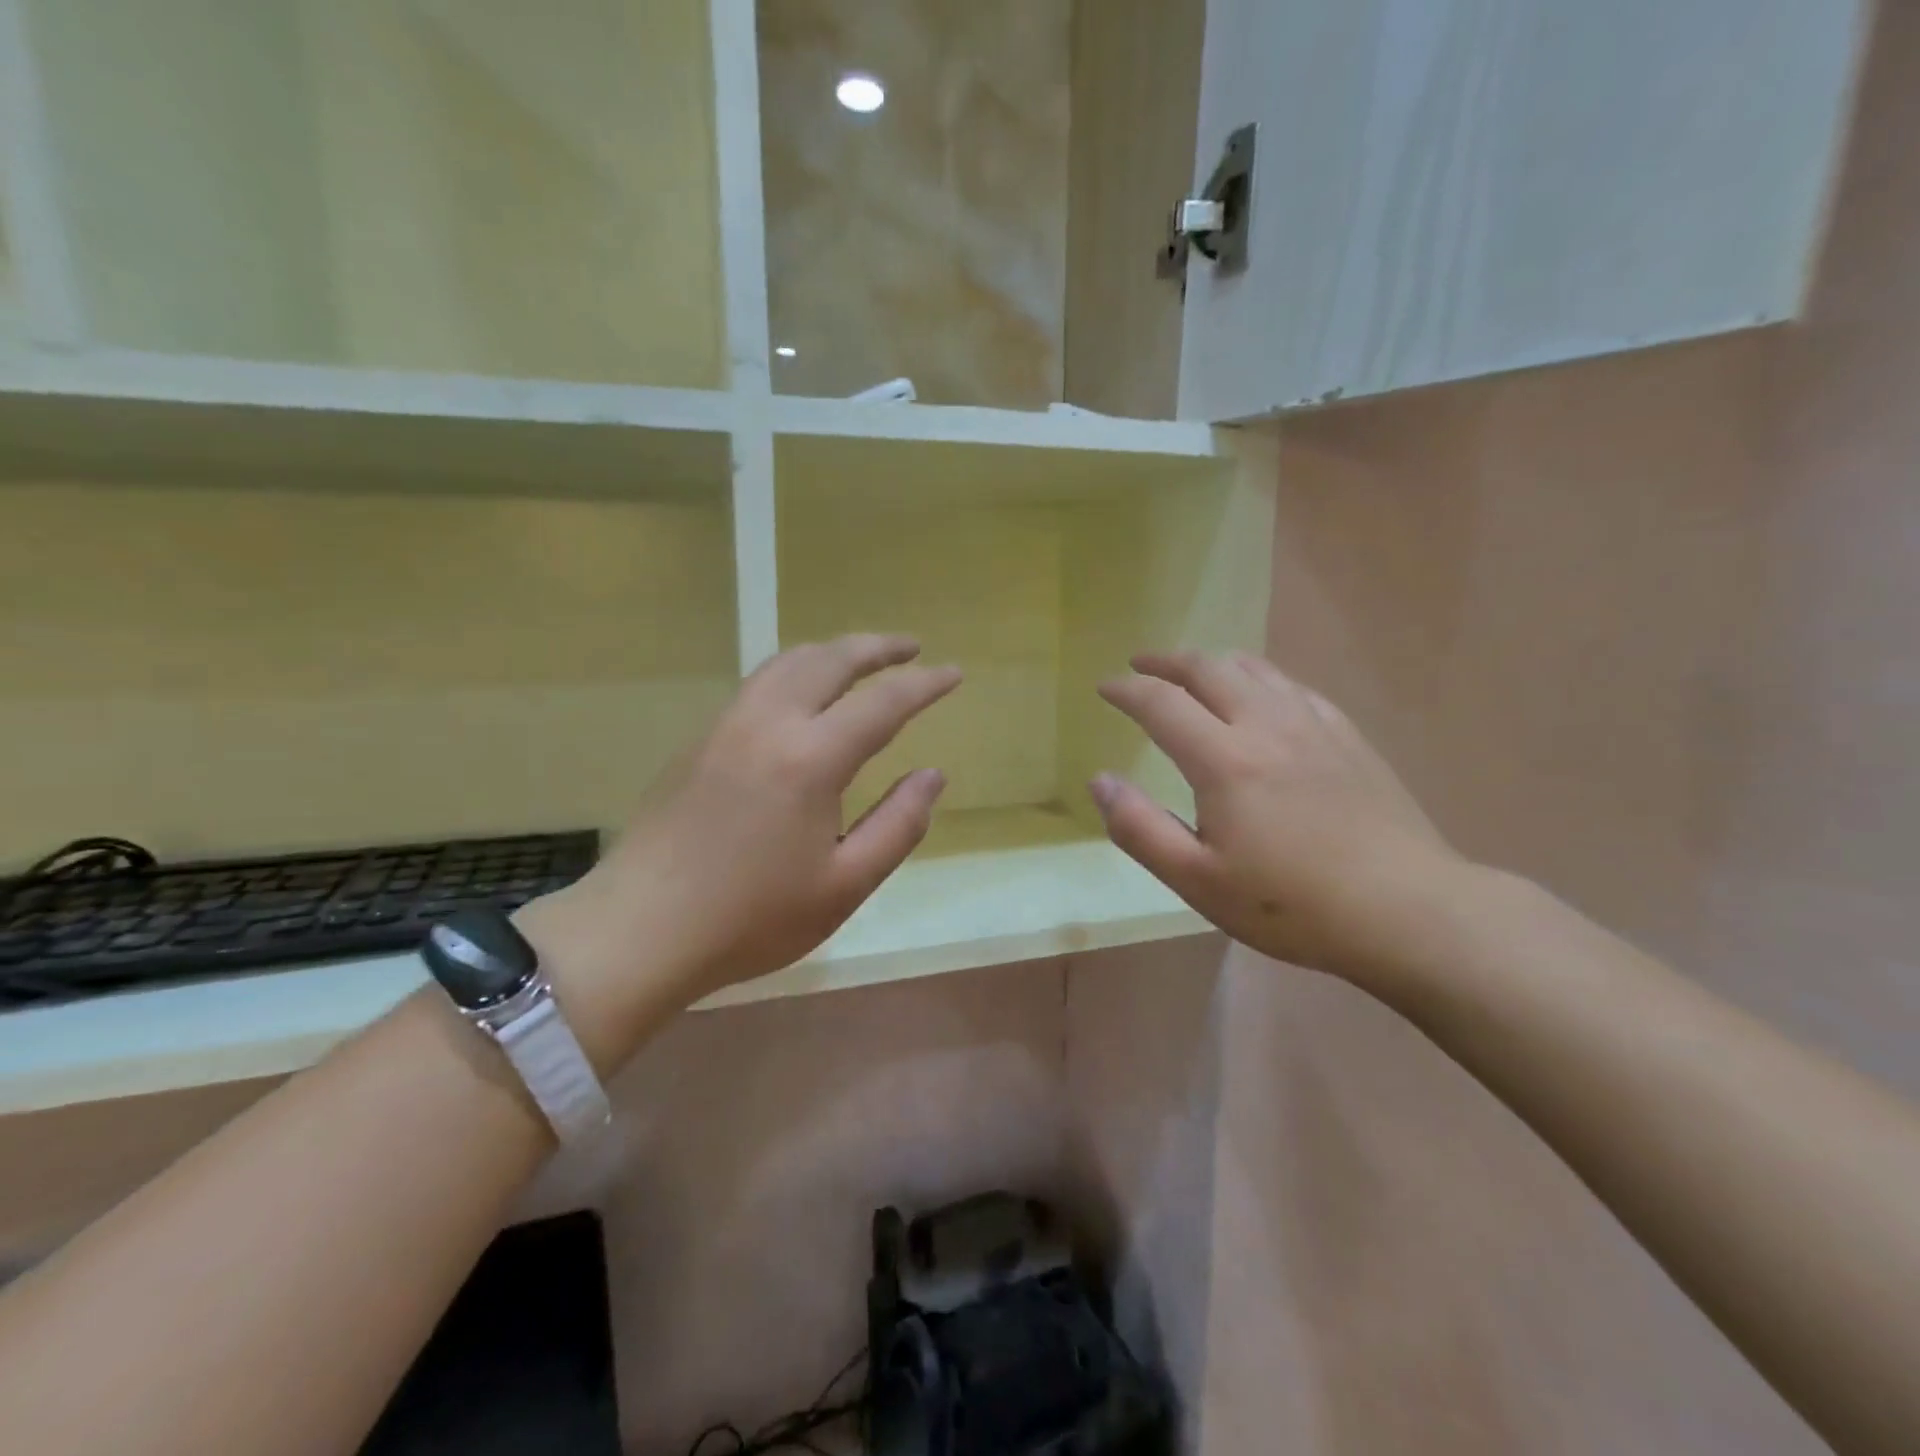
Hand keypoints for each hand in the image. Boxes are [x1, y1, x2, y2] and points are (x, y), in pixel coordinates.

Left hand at [520, 635, 959, 1059]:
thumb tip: (933, 776)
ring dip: (832, 651)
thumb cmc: (751, 918)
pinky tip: (802, 694)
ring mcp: (726, 726)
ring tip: (861, 659)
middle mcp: (768, 723)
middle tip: (911, 647)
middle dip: (877, 647)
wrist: (639, 930)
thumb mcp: (845, 885)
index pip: (882, 702)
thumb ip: (898, 825)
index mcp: (810, 758)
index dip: (924, 684)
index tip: (954, 674)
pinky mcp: (699, 741)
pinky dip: (796, 669)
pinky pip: (759, 683)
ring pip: (787, 662)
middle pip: (830, 660)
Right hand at [1091, 651, 1467, 981]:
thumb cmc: (1291, 905)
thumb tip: (1100, 780)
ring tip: (1193, 671)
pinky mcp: (1348, 736)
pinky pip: (1293, 686)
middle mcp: (1266, 726)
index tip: (1105, 687)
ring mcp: (1314, 725)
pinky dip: (1259, 678)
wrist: (1408, 910)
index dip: (1127, 690)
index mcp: (1224, 761)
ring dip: (1213, 662)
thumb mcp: (1198, 881)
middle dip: (1167, 662)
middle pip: (1209, 668)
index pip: (1162, 703)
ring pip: (1254, 669)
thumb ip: (1140, 829)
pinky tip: (1260, 694)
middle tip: (1141, 666)